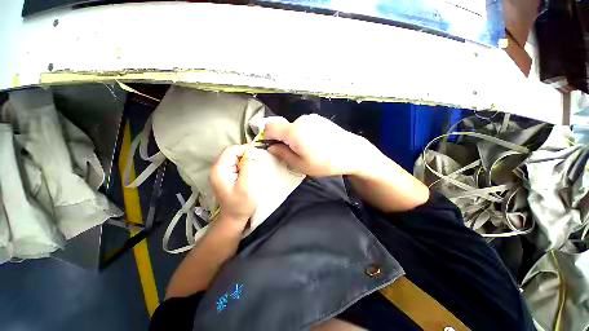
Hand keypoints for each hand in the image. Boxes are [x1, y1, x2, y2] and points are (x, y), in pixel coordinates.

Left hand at [210, 145, 264, 223]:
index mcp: (219, 170)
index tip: (257, 153)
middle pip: (231, 153)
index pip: (231, 150)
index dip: (244, 149)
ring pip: (234, 158)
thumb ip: (247, 167)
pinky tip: (250, 169)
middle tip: (257, 159)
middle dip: (245, 154)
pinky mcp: (226, 176)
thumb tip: (250, 153)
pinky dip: (243, 164)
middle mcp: (217, 168)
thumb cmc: (241, 203)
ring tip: (255, 164)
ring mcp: (221, 172)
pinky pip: (235, 164)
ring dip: (245, 159)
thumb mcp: (246, 185)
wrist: (234, 217)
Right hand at [264, 114, 375, 176]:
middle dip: (283, 139)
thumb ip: (283, 154)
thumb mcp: (301, 165)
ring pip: (294, 127)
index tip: (272, 147)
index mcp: (293, 131)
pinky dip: (303, 133)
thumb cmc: (325, 163)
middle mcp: (301, 120)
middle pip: (283, 127)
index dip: (266, 137)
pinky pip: (304, 125)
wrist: (352, 153)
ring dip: (294, 137)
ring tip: (307, 149)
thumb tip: (271, 147)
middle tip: (293, 153)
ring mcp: (312, 118)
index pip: (269, 127)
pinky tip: (315, 143)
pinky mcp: (319, 119)